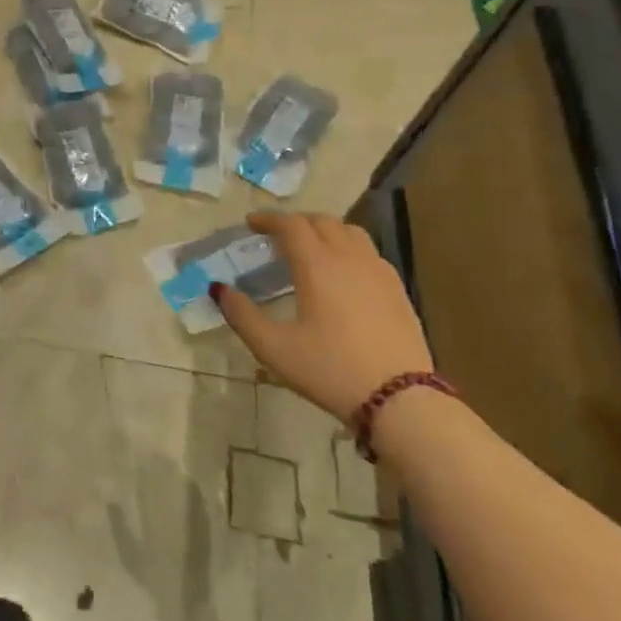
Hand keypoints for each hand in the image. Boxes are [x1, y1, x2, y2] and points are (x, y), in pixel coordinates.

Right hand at [212, 212, 431, 423]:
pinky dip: (349, 248)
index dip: (268, 219)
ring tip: (312, 247)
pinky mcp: (398, 289)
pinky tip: (344, 273)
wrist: (401, 400)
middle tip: (277, 235)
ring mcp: (378, 272)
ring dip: (326, 230)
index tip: (251, 224)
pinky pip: (369, 252)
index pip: (291, 224)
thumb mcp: (274, 348)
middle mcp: (349, 258)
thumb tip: (219, 289)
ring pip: (350, 232)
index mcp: (317, 265)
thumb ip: (241, 315)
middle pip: (322, 221)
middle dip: (296, 222)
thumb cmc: (330, 370)